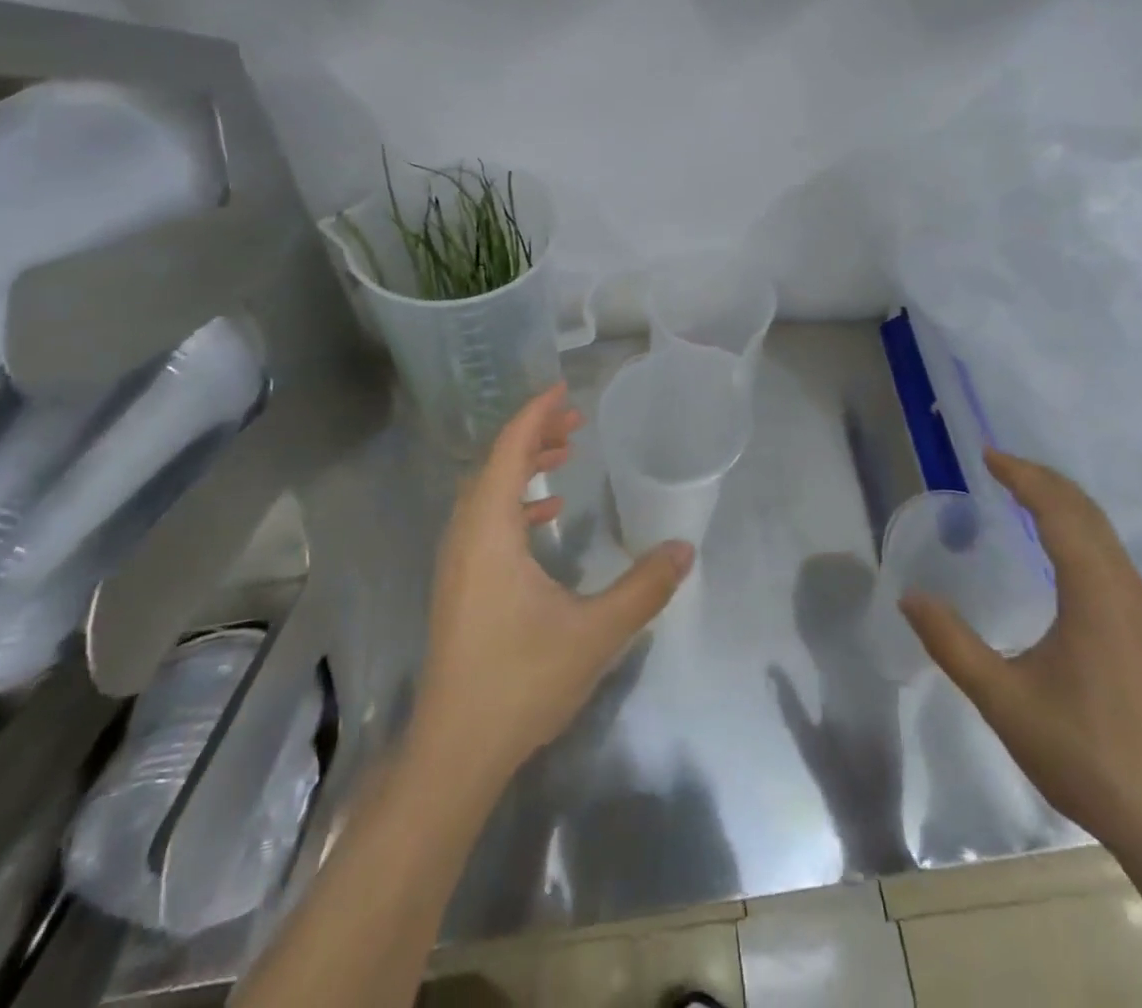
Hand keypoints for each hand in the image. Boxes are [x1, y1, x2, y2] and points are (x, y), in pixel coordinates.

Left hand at [412, 385, 694, 787]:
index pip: (509, 451)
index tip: (564, 389)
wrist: (456, 751)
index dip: (535, 414)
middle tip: (575, 419)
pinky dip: (515, 502)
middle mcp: (465, 535)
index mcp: (489, 532)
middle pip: (495, 463)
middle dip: (533, 434)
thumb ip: (643, 588)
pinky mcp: (459, 584)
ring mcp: (457, 561)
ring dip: (523, 466)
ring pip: (487, 491)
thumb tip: (684, 549)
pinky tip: (547, 515)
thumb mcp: (595, 633)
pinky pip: (485, 520)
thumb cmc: (521, 682)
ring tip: (566, 452)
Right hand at [900, 451, 1141, 859]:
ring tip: (1021, 494)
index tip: (987, 455)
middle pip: (1086, 512)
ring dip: (1062, 504)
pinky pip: (1110, 556)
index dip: (1023, 477)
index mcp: (1095, 593)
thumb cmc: (1086, 754)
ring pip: (1103, 534)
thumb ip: (952, 644)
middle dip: (1042, 480)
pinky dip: (1078, 531)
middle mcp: (1125, 590)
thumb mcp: (1003, 700)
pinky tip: (1057, 550)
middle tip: (998, 464)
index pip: (1059, 512)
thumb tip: (910, 597)